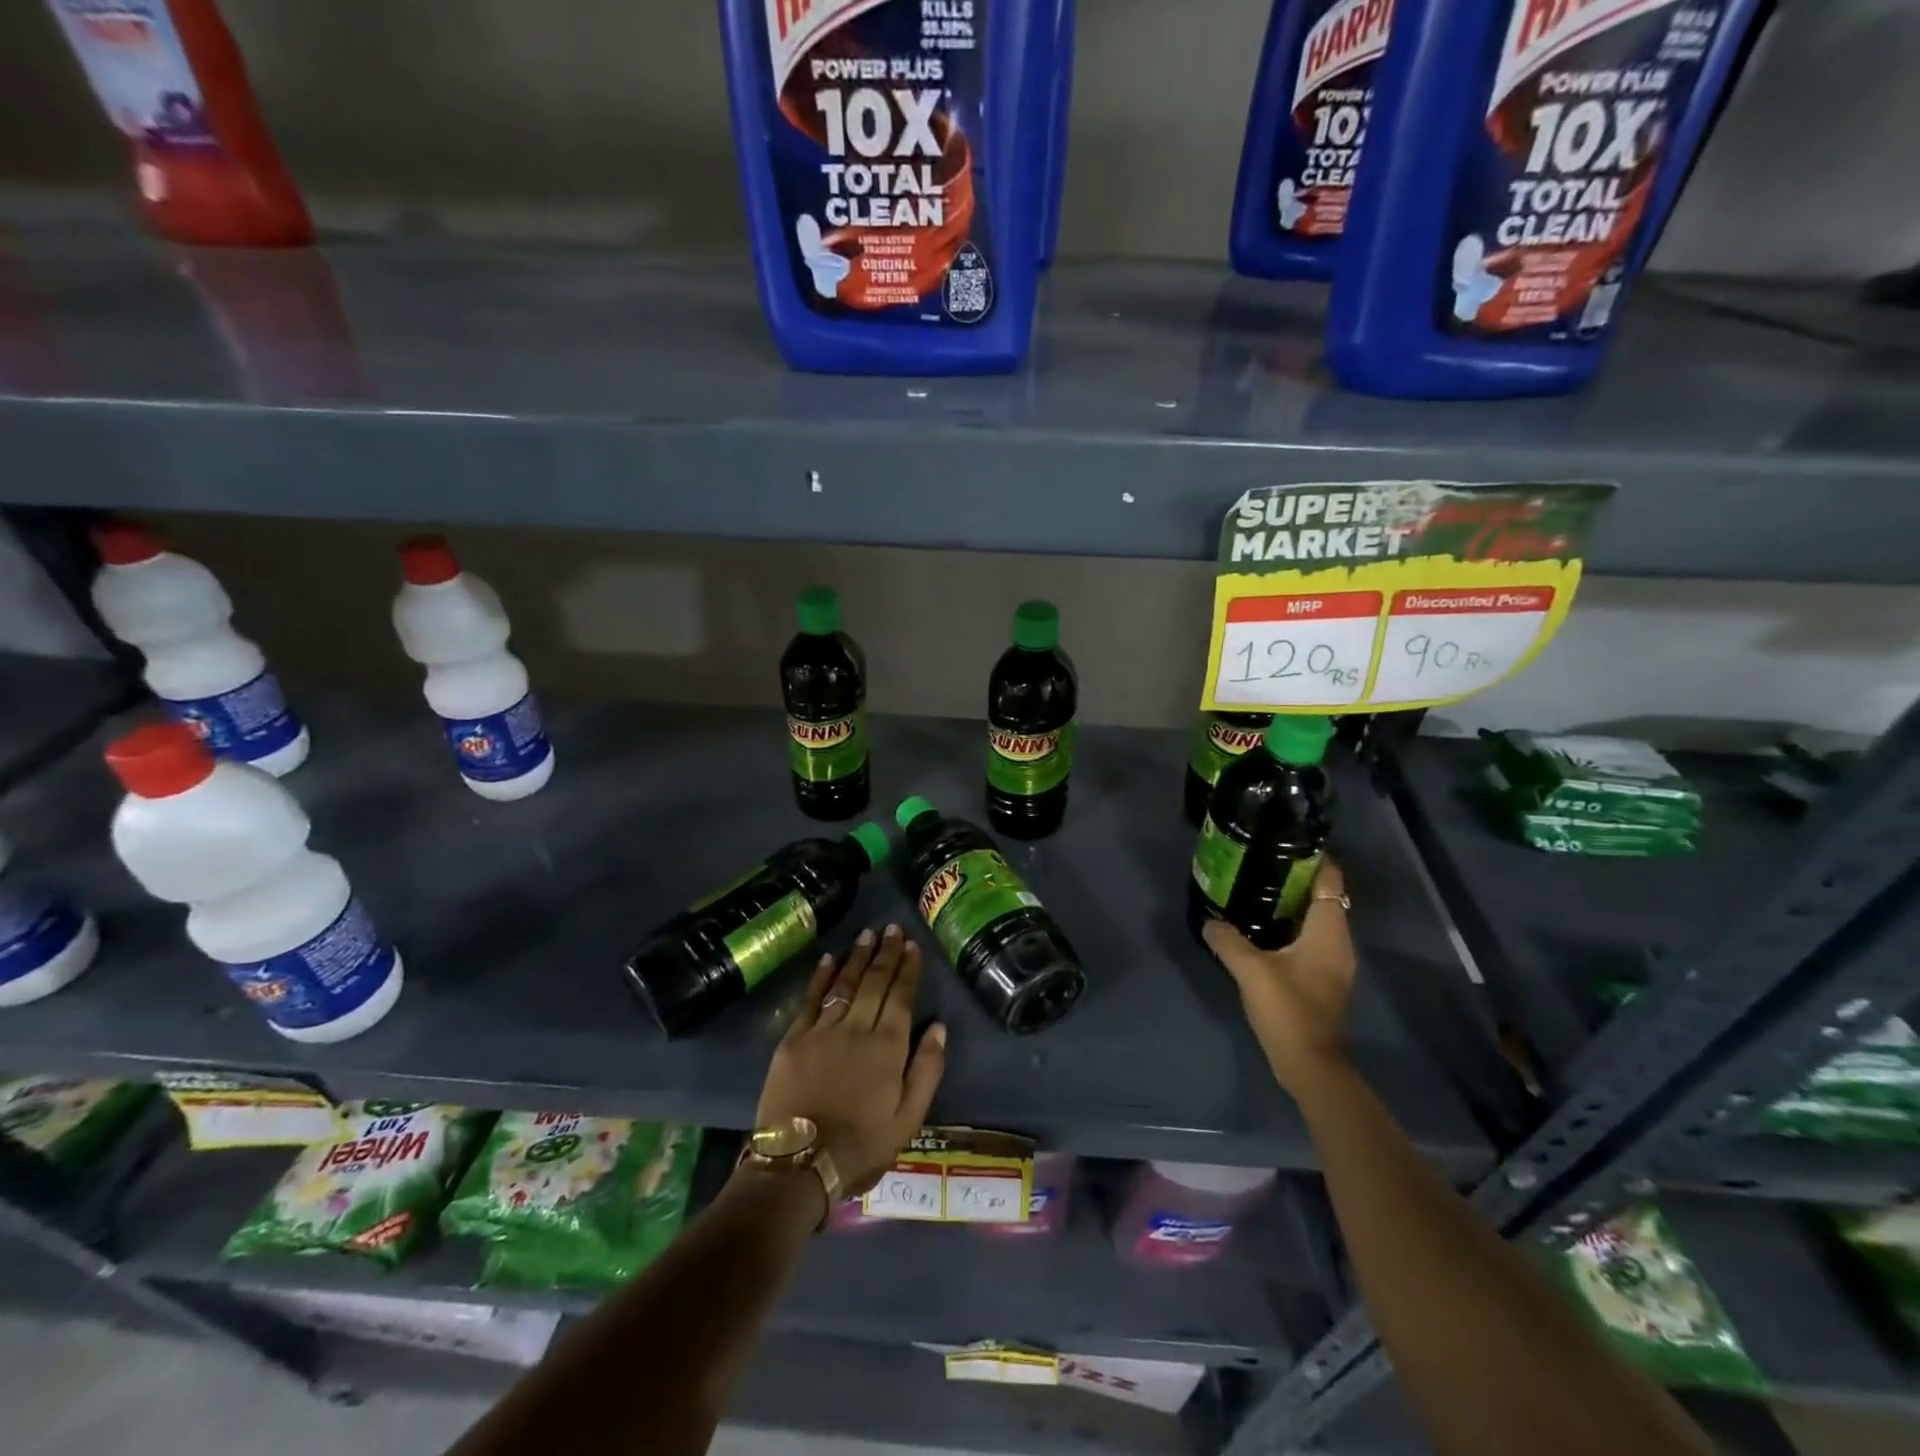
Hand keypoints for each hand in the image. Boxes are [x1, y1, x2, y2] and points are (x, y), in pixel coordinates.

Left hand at [756, 924, 947, 1197]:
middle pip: (875, 982)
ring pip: (845, 984)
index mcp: (888, 1048)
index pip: (902, 996)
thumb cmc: (861, 1146)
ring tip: (867, 934)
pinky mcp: (794, 1039)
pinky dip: (820, 976)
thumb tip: (939, 1026)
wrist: (799, 1165)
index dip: (907, 969)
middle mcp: (857, 1029)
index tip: (912, 946)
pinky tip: (828, 958)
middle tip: (892, 928)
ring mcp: (823, 1031)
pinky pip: (810, 999)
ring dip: (858, 957)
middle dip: (886, 953)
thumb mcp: (909, 1119)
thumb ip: (927, 1070)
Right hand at [1203, 859, 1355, 1094]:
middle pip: (1322, 896)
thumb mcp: (1251, 971)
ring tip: (1254, 889)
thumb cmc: (1289, 1011)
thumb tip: (1209, 921)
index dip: (1313, 857)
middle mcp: (1338, 941)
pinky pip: (1308, 938)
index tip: (1282, 841)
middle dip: (1294, 877)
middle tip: (1258, 862)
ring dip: (1290, 903)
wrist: (1312, 1067)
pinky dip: (1289, 926)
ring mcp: (1332, 962)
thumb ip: (1228, 940)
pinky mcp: (1321, 978)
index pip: (1331, 879)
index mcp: (1329, 931)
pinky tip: (1259, 929)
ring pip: (1314, 918)